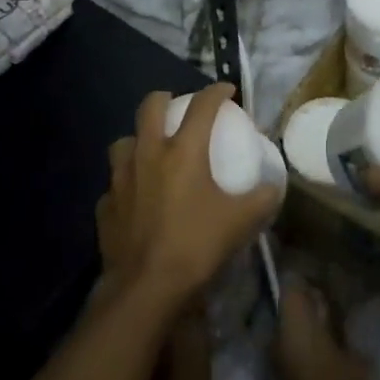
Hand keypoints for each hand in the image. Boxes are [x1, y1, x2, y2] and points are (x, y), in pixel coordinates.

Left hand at [95, 83, 282, 315]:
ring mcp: (120, 179)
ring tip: (151, 152)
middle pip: (149, 107)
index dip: (216, 91)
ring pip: (123, 142)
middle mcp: (148, 154)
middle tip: (178, 107)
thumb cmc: (196, 246)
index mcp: (183, 151)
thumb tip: (274, 187)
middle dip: (165, 99)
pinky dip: (126, 184)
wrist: (145, 289)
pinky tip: (135, 198)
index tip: (227, 90)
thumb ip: (262, 199)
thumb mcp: (241, 222)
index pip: (202, 106)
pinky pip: (114, 184)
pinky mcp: (105, 206)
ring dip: (138, 139)